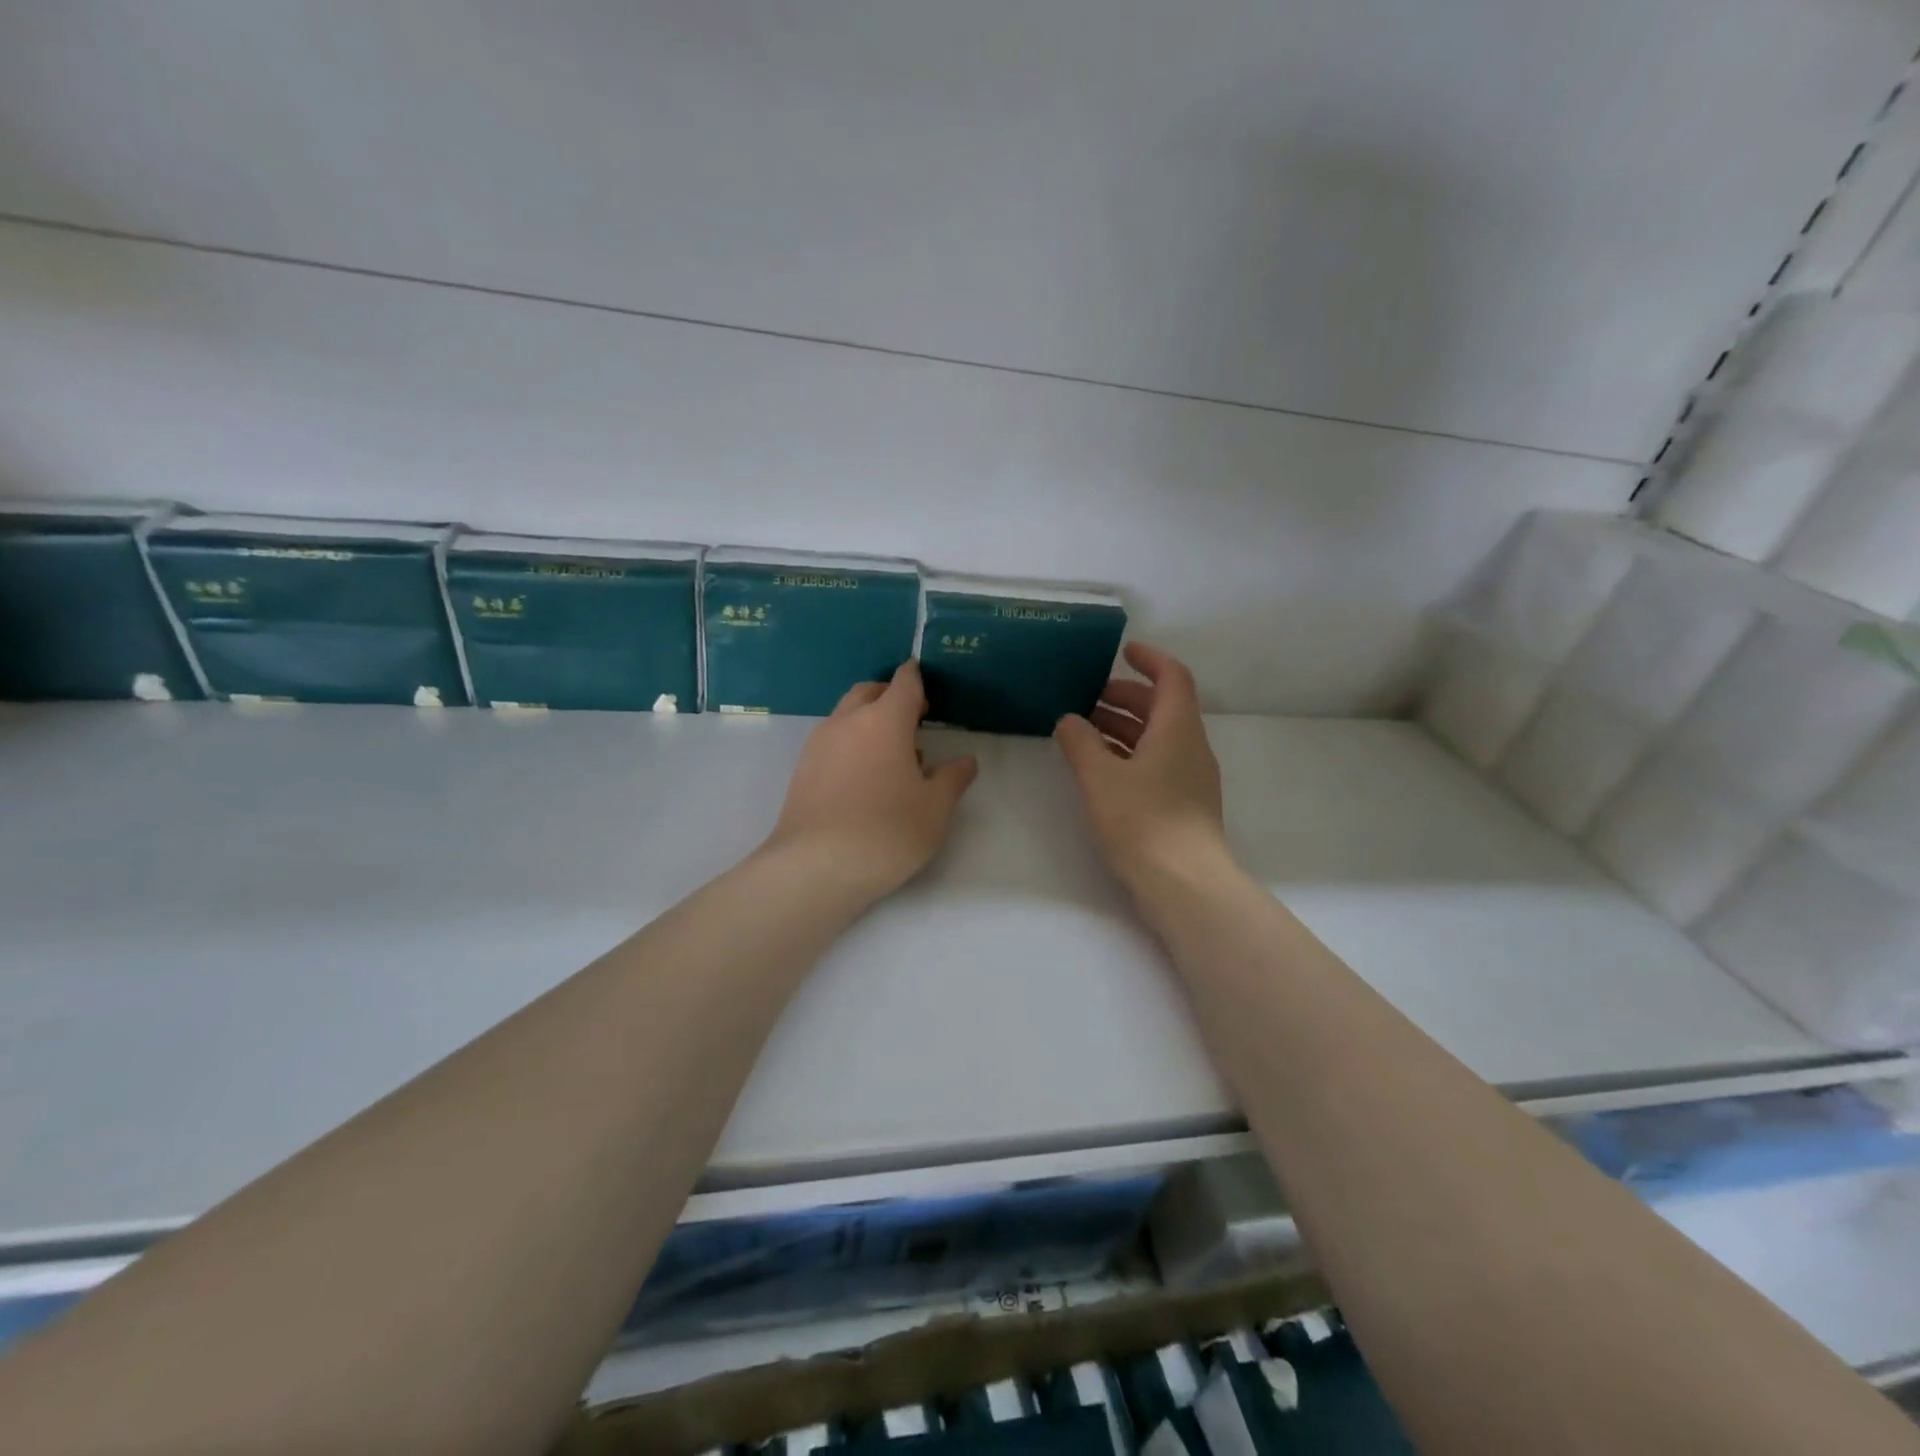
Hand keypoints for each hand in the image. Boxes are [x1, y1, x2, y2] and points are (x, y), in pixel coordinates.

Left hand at [765, 660, 978, 899]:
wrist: (816, 867)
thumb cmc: (887, 832)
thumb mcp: (935, 809)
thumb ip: (953, 778)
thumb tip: (965, 761)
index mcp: (884, 720)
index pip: (904, 682)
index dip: (917, 679)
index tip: (927, 685)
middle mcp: (848, 722)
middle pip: (869, 691)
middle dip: (891, 696)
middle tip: (913, 720)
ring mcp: (819, 743)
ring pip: (846, 714)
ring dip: (868, 720)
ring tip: (890, 755)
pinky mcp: (802, 768)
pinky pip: (831, 739)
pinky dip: (850, 742)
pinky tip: (863, 777)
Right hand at [1055, 642, 1231, 899]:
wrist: (1184, 884)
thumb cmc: (1142, 821)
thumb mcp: (1100, 777)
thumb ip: (1080, 743)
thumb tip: (1069, 720)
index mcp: (1177, 729)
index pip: (1173, 677)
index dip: (1149, 659)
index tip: (1122, 652)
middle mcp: (1190, 747)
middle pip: (1162, 707)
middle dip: (1126, 696)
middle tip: (1088, 698)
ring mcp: (1190, 777)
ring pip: (1158, 737)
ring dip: (1124, 727)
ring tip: (1084, 731)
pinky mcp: (1183, 804)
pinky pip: (1156, 763)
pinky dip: (1129, 754)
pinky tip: (1100, 768)